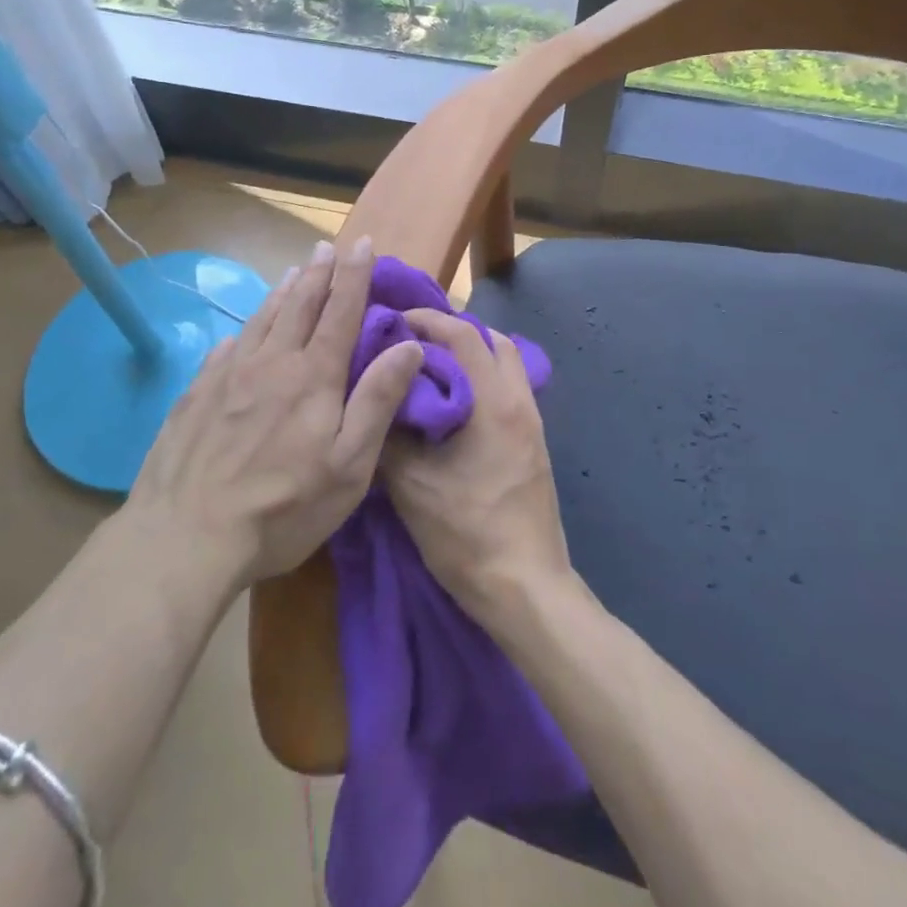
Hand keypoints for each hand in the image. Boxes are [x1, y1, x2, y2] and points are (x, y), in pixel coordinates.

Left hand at [128, 236, 423, 590]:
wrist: (185, 536)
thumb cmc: (283, 508)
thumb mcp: (349, 464)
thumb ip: (378, 400)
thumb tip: (409, 346)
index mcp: (313, 376)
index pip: (341, 311)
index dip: (354, 275)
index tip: (362, 242)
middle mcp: (271, 362)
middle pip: (299, 305)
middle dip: (318, 272)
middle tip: (326, 246)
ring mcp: (227, 375)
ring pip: (261, 319)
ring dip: (282, 291)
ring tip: (294, 271)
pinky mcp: (195, 395)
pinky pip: (225, 348)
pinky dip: (243, 330)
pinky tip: (241, 332)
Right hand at [381, 309, 574, 622]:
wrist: (526, 587)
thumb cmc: (467, 534)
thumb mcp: (411, 486)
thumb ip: (388, 435)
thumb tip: (372, 399)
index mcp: (494, 402)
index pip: (463, 335)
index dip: (428, 320)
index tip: (395, 321)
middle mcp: (520, 401)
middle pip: (493, 340)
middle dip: (453, 331)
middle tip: (413, 342)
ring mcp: (533, 423)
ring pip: (507, 364)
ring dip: (472, 355)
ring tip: (431, 369)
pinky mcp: (534, 443)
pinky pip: (510, 389)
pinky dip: (483, 379)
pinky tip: (453, 405)